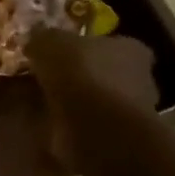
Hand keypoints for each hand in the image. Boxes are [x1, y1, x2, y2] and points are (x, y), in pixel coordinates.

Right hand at [26, 27, 158, 170]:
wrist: (96, 127)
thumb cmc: (82, 74)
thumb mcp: (51, 43)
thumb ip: (43, 37)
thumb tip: (34, 38)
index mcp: (132, 49)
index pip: (111, 42)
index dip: (86, 46)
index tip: (63, 52)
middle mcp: (140, 78)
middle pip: (106, 72)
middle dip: (81, 75)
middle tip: (50, 77)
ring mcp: (130, 112)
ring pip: (98, 100)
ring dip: (76, 102)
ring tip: (44, 102)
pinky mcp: (116, 138)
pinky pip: (89, 124)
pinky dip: (71, 124)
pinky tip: (49, 123)